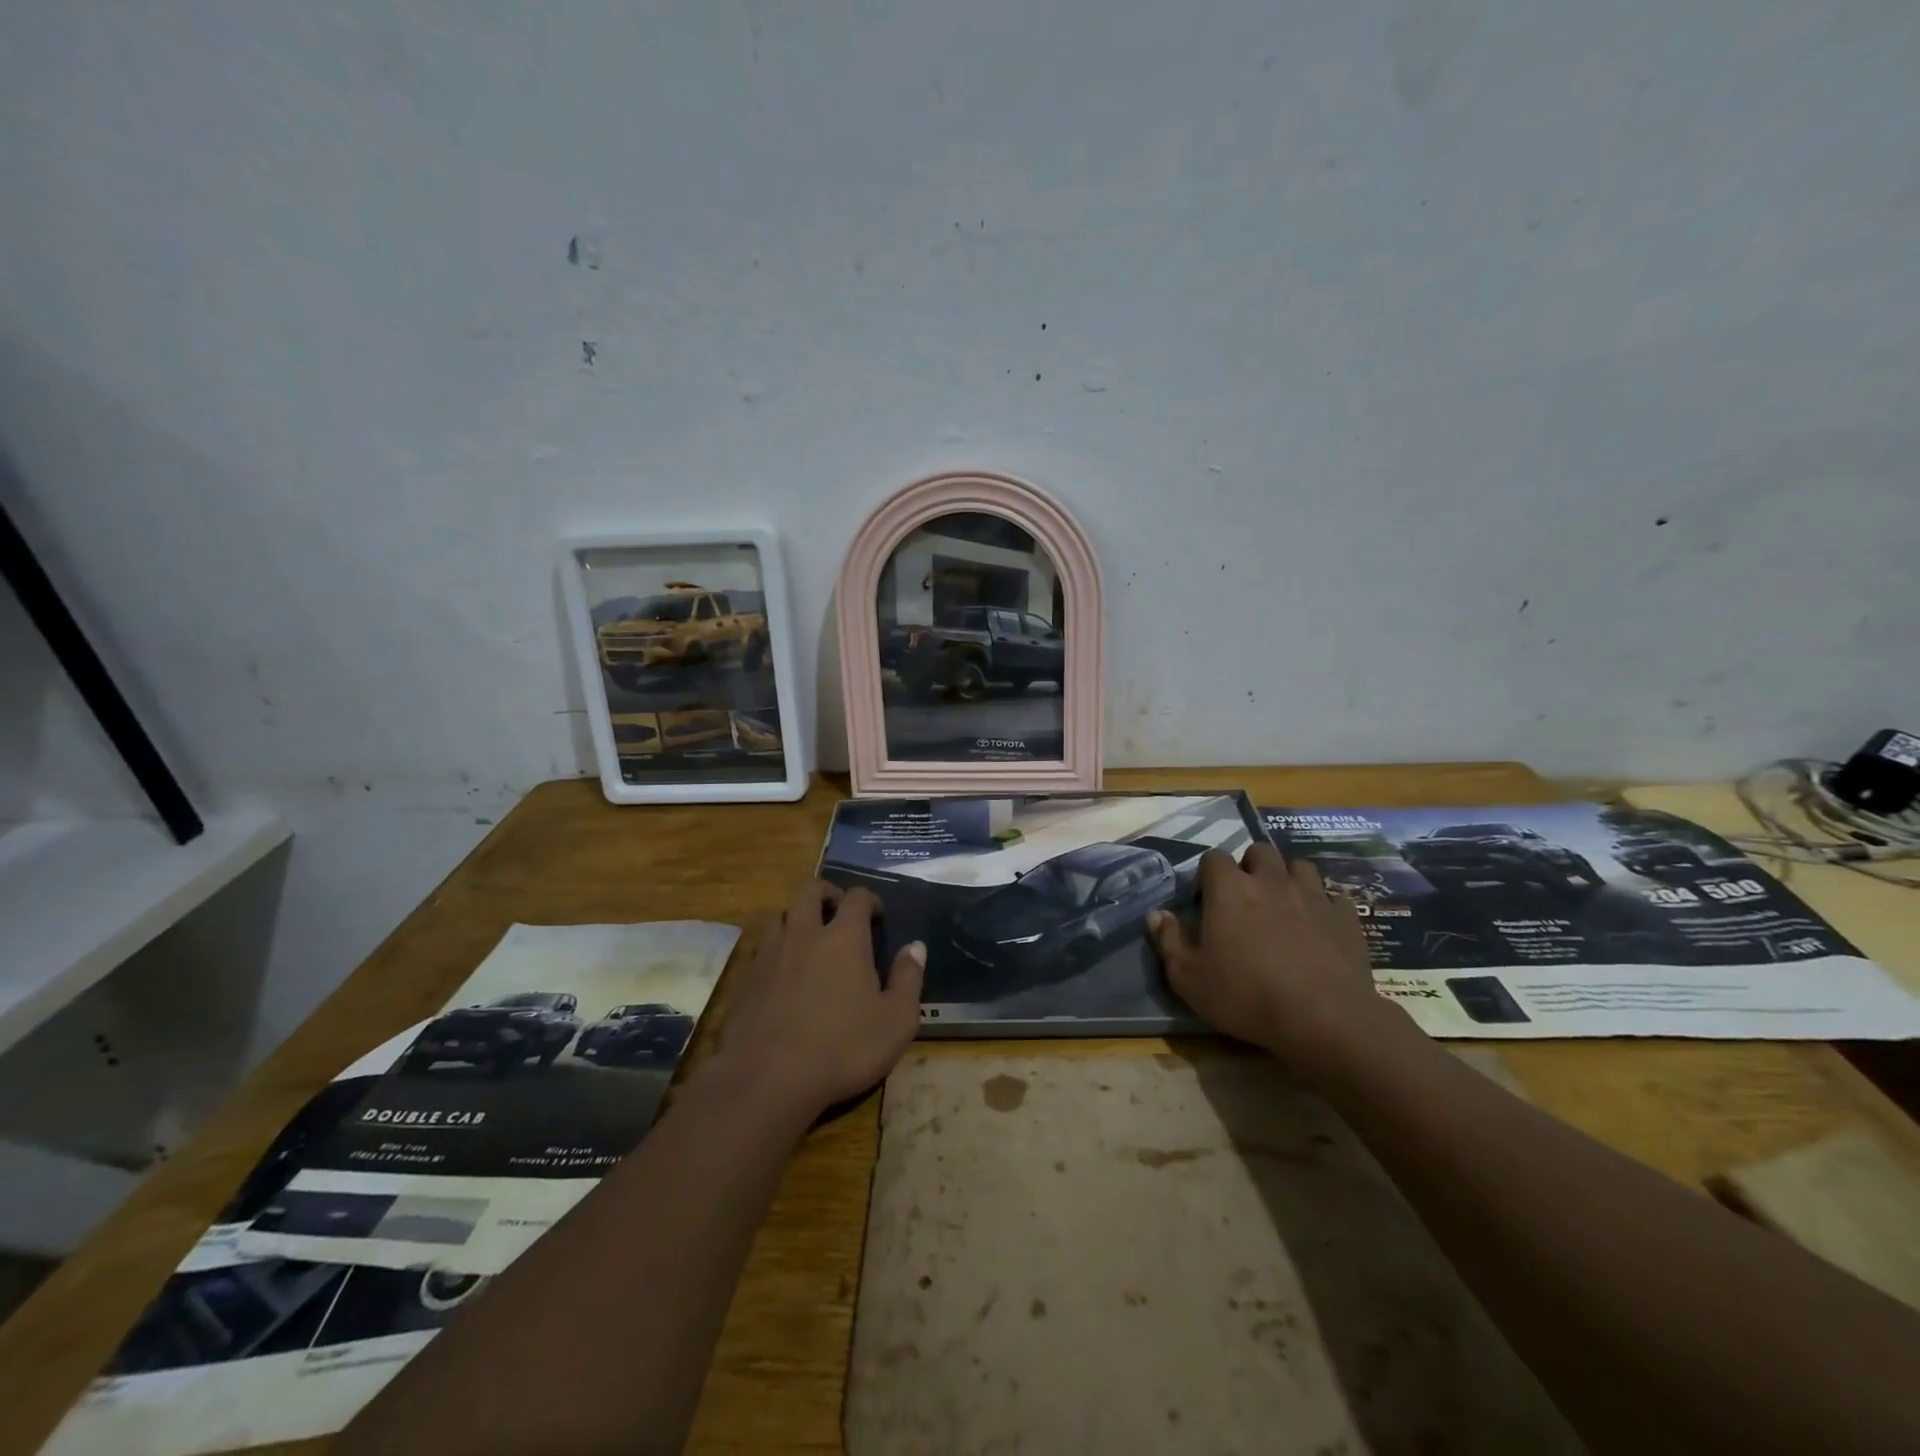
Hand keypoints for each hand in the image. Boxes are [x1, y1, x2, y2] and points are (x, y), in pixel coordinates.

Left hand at [704, 880, 924, 1120]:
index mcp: (844, 938)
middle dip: (826, 893)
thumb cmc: (843, 1048)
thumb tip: (915, 947)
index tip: (877, 915)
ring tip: (807, 937)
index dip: (869, 899)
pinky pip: (760, 948)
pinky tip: (782, 972)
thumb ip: (909, 979)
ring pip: (778, 914)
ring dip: (795, 916)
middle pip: (809, 890)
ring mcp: (770, 954)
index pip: (856, 897)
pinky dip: (774, 948)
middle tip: (837, 911)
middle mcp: (804, 933)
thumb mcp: (896, 1020)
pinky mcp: (746, 979)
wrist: (768, 1078)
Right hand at [1148, 843, 1403, 1078]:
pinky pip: (1334, 897)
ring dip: (1289, 879)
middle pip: (1259, 851)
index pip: (1213, 858)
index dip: (1208, 874)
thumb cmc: (1246, 996)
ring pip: (1300, 866)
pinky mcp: (1345, 916)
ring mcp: (1312, 895)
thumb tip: (1156, 914)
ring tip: (1284, 905)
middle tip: (1247, 896)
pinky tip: (1320, 927)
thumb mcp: (1189, 978)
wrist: (1324, 1018)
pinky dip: (1325, 906)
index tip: (1207, 899)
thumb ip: (1168, 941)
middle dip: (1251, 866)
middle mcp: (1270, 880)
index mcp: (1229, 889)